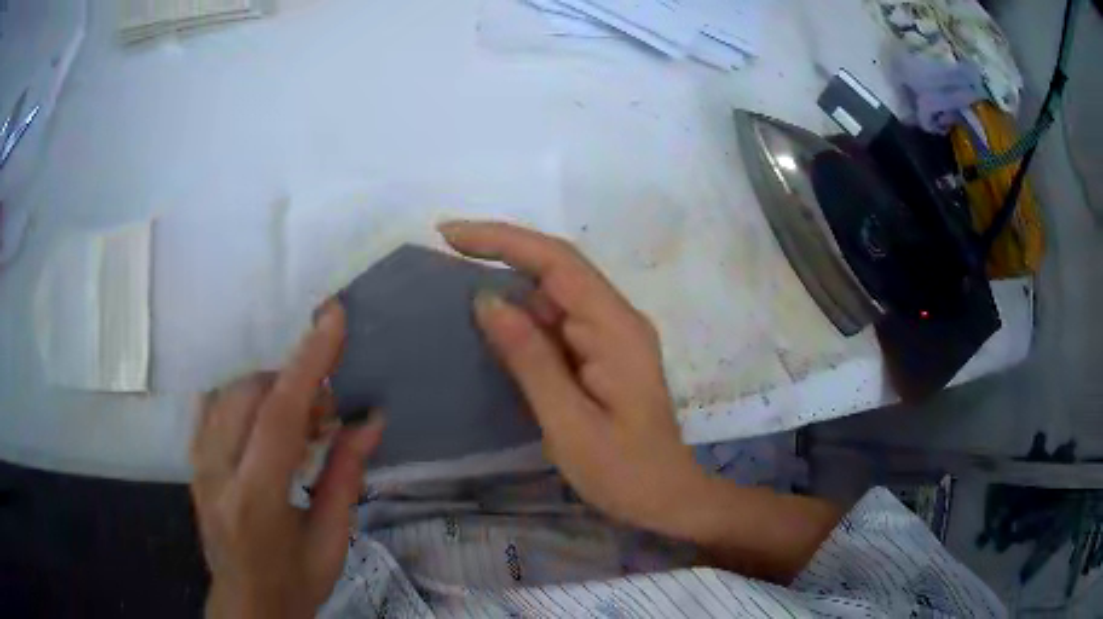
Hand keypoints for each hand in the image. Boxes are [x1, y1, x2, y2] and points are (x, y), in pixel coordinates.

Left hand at [190, 302, 383, 618]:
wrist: (246, 603)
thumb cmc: (295, 581)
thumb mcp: (332, 541)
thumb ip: (345, 477)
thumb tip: (370, 422)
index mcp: (255, 501)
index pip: (278, 417)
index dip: (307, 363)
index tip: (331, 318)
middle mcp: (216, 472)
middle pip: (249, 393)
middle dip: (293, 384)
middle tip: (327, 416)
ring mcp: (197, 463)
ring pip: (228, 392)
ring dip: (271, 391)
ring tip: (301, 425)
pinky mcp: (192, 459)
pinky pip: (214, 404)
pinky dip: (246, 397)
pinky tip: (266, 421)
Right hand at [440, 221, 707, 537]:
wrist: (667, 497)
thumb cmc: (623, 471)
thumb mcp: (568, 423)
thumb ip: (530, 359)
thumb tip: (487, 299)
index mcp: (616, 328)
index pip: (558, 262)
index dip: (504, 240)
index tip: (451, 235)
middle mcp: (616, 319)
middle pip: (556, 269)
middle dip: (500, 253)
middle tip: (443, 251)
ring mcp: (611, 335)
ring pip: (554, 295)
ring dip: (508, 286)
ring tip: (454, 286)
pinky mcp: (601, 354)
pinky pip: (556, 323)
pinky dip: (521, 319)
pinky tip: (489, 326)